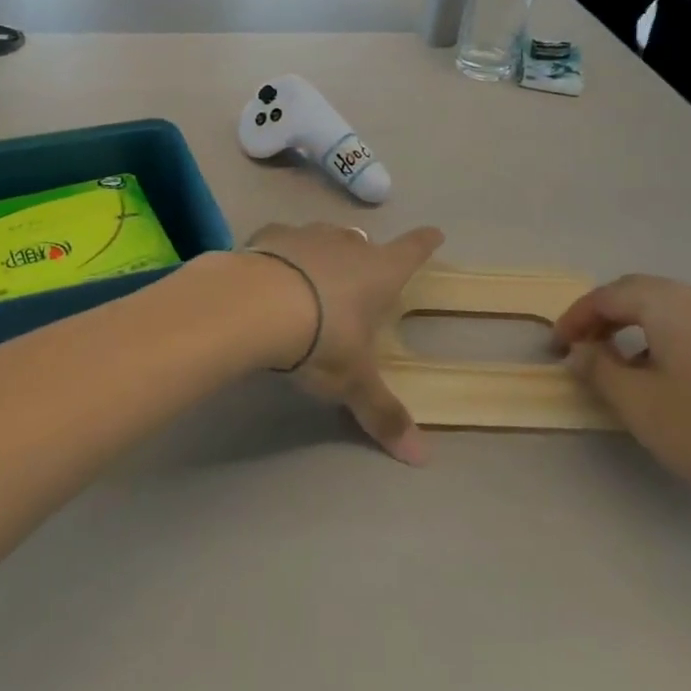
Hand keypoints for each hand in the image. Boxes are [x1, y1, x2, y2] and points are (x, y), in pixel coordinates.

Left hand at [246, 223, 444, 463]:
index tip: (435, 233)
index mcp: (379, 273)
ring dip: (324, 251)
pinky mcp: (269, 236)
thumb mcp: (353, 381)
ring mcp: (307, 236)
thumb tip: (421, 458)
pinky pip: (282, 240)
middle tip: (360, 274)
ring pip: (324, 236)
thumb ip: (383, 413)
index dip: (424, 243)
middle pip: (364, 242)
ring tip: (315, 274)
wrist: (256, 303)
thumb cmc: (321, 338)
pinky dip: (282, 253)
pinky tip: (272, 271)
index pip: (412, 251)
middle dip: (365, 255)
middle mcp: (347, 245)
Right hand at [556, 275, 690, 523]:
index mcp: (672, 304)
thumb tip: (580, 349)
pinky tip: (668, 371)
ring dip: (638, 325)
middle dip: (606, 316)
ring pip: (672, 307)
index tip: (558, 345)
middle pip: (642, 293)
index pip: (610, 295)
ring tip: (620, 361)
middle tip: (582, 347)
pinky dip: (670, 335)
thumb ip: (598, 368)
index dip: (577, 317)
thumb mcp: (637, 403)